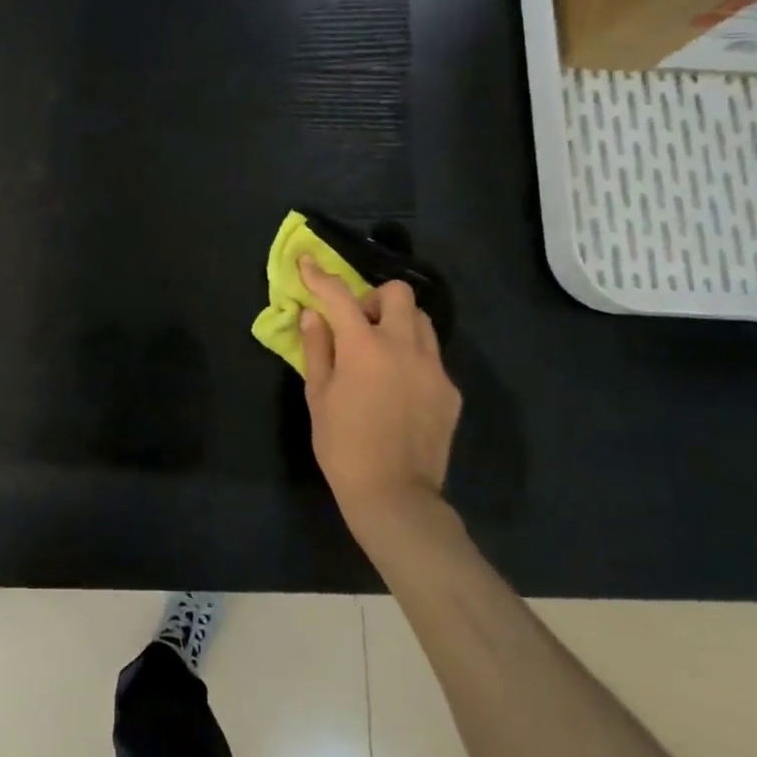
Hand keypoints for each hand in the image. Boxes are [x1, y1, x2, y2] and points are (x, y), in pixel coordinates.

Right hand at [299, 257, 462, 550]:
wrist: (395, 495)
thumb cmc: (343, 445)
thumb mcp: (318, 396)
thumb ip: (317, 348)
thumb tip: (313, 315)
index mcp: (365, 347)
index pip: (339, 296)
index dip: (320, 275)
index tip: (307, 262)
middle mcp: (404, 347)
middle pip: (398, 293)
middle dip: (374, 298)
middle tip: (358, 324)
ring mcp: (433, 368)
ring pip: (421, 321)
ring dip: (398, 322)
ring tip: (380, 351)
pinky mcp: (450, 390)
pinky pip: (431, 356)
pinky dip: (412, 356)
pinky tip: (398, 386)